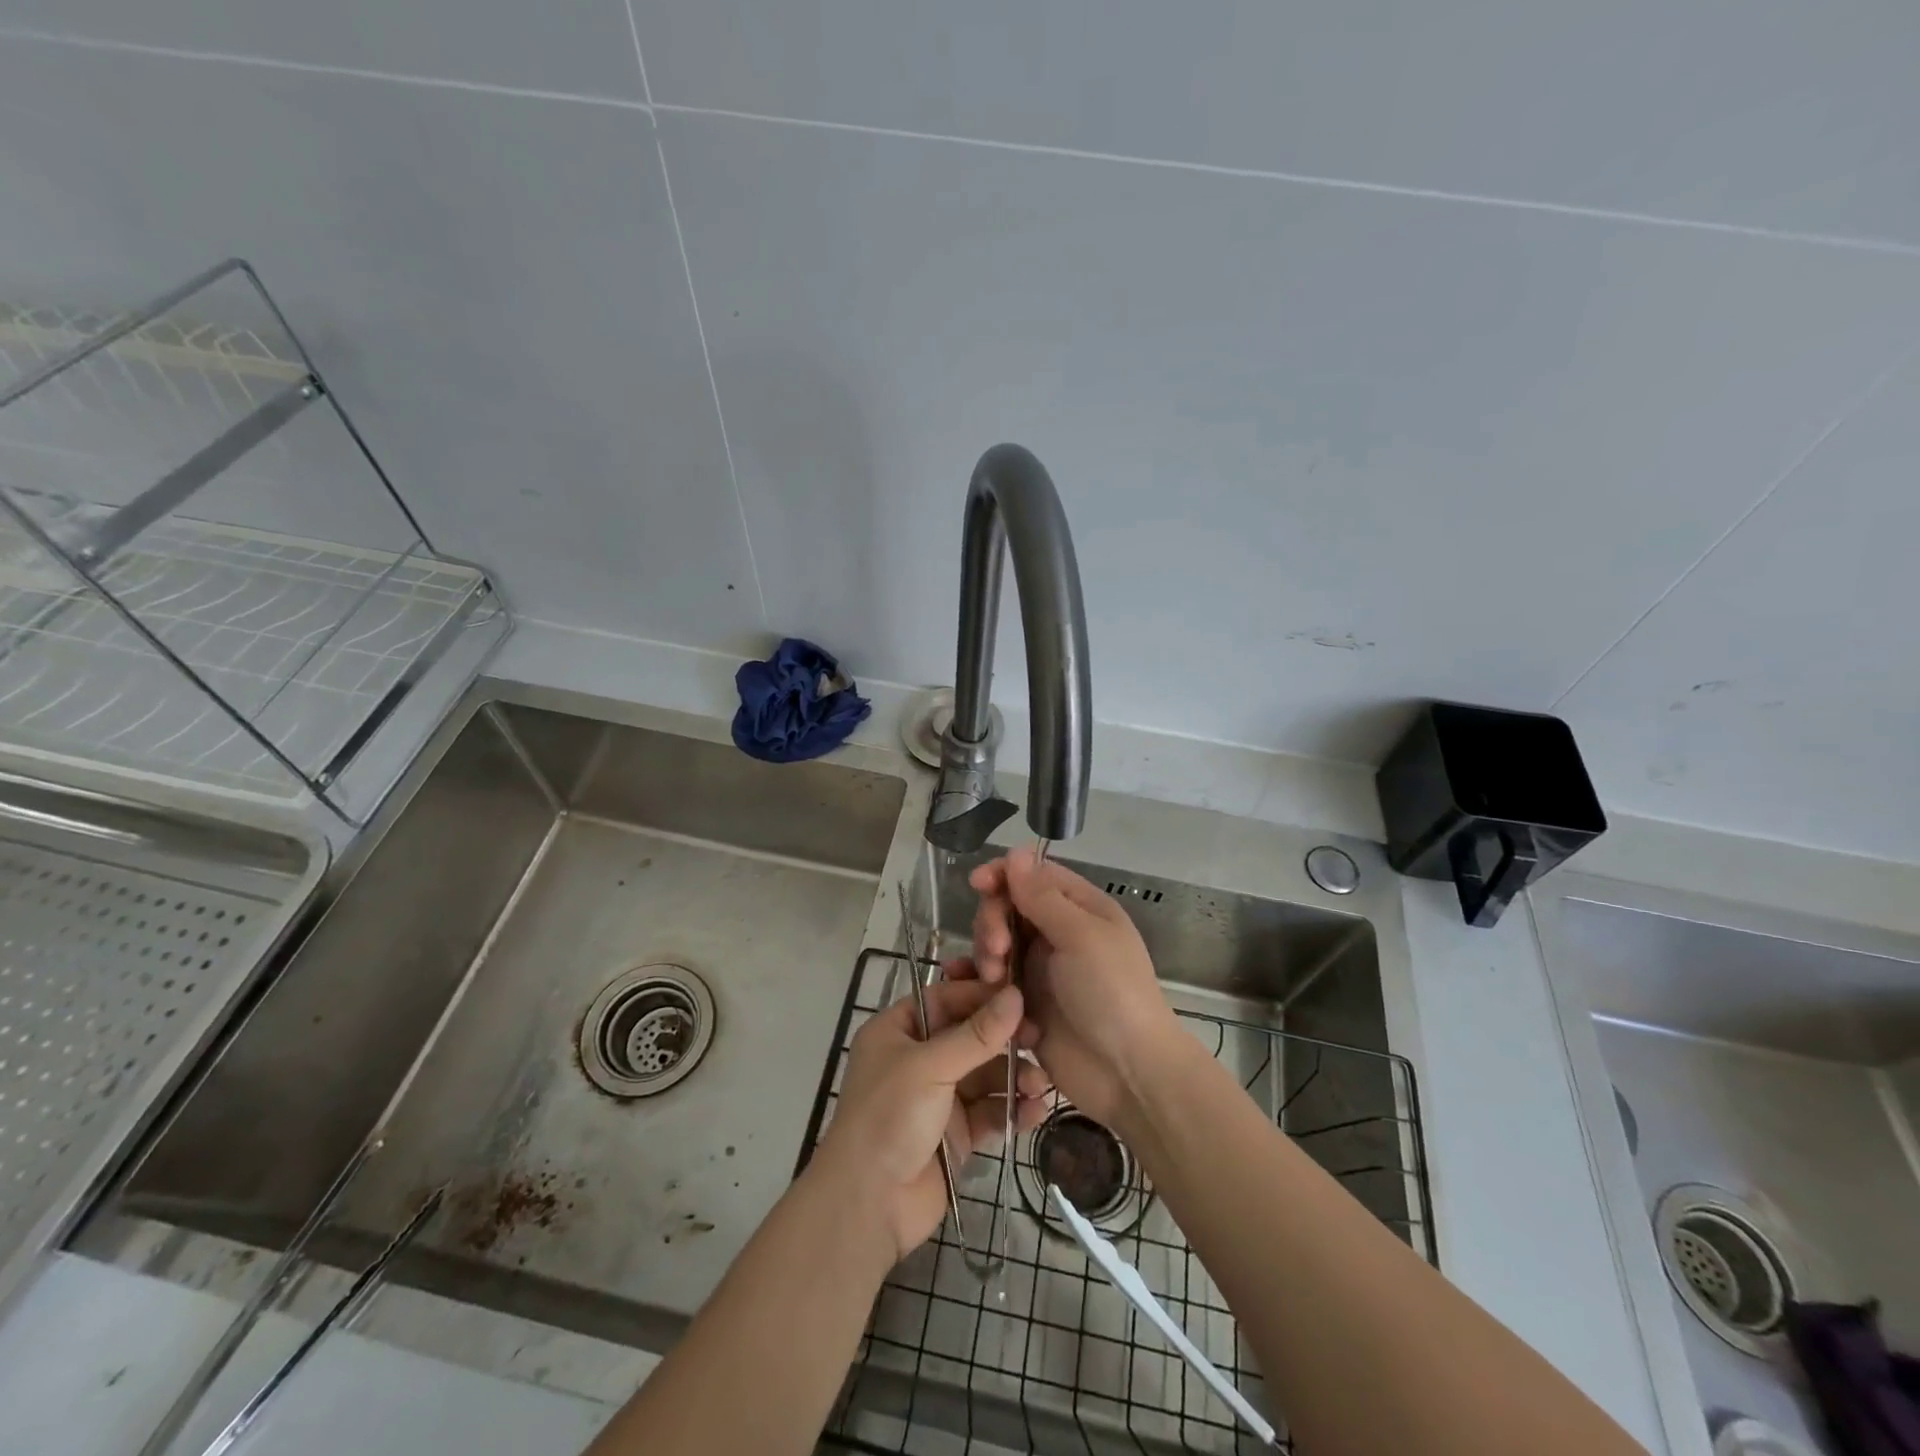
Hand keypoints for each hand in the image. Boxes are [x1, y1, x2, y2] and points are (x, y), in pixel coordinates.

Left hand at [814, 977, 1050, 1262]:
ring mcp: (938, 1096)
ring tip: (1041, 1083)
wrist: (869, 1204)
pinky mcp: (956, 1132)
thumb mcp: (931, 1067)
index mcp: (898, 1031)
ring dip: (1014, 1076)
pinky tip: (1035, 1111)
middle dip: (1004, 1038)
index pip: (946, 999)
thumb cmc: (889, 1116)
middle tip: (1038, 1038)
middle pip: (970, 1036)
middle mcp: (918, 1058)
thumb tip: (1016, 995)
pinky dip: (1012, 1109)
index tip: (1021, 996)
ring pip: (984, 1074)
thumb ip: (977, 1034)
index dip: (981, 996)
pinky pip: (989, 1111)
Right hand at [955, 846, 1183, 1132]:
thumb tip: (1016, 851)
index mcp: (1079, 908)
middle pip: (1007, 908)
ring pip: (996, 945)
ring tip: (996, 982)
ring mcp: (1040, 970)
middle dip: (993, 923)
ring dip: (988, 957)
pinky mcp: (1025, 1004)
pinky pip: (993, 984)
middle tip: (997, 951)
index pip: (1033, 876)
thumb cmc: (1112, 993)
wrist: (1128, 1073)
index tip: (978, 884)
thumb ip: (1043, 896)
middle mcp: (1058, 933)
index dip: (1003, 874)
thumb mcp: (1081, 936)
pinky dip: (982, 985)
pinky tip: (972, 992)